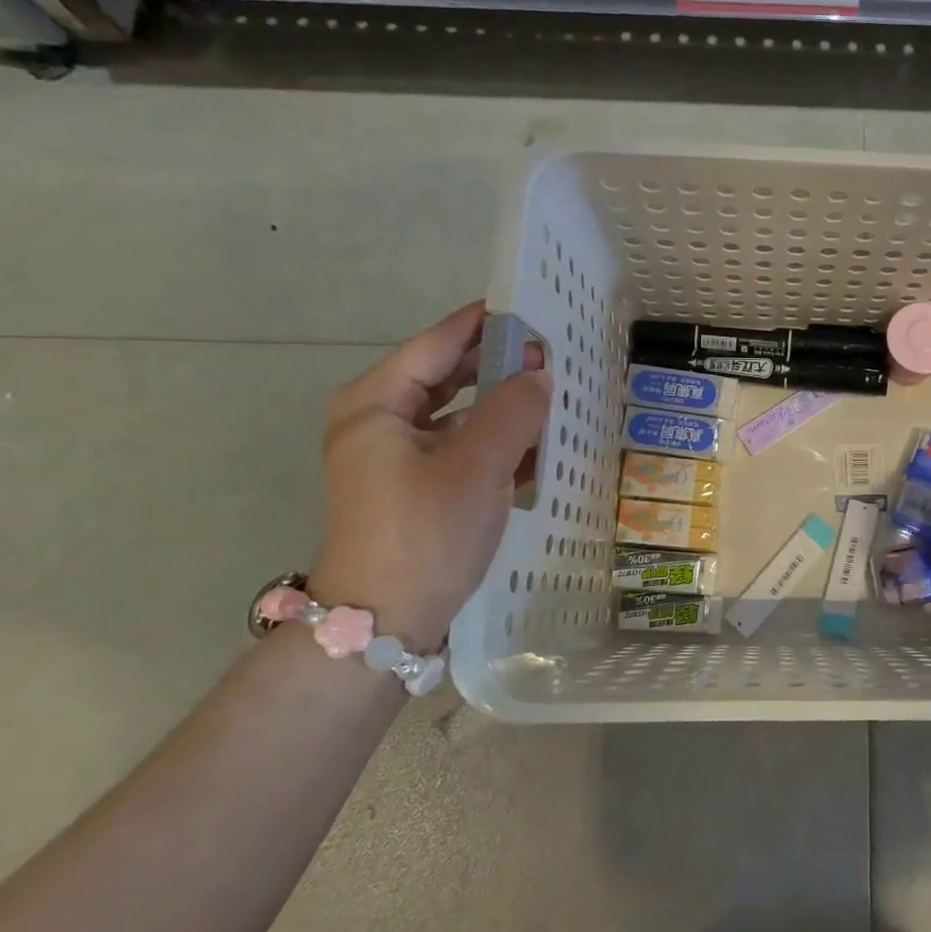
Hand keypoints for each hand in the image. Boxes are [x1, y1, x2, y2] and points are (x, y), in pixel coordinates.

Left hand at [311, 304, 551, 654]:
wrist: (385, 622)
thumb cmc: (425, 533)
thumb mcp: (477, 465)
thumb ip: (514, 410)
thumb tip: (540, 374)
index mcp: (377, 404)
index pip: (437, 344)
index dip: (485, 324)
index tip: (532, 308)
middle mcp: (381, 422)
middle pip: (447, 376)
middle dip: (499, 364)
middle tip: (553, 354)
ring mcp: (396, 458)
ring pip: (458, 413)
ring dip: (503, 404)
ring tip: (553, 394)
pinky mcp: (416, 488)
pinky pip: (461, 447)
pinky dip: (496, 441)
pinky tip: (538, 444)